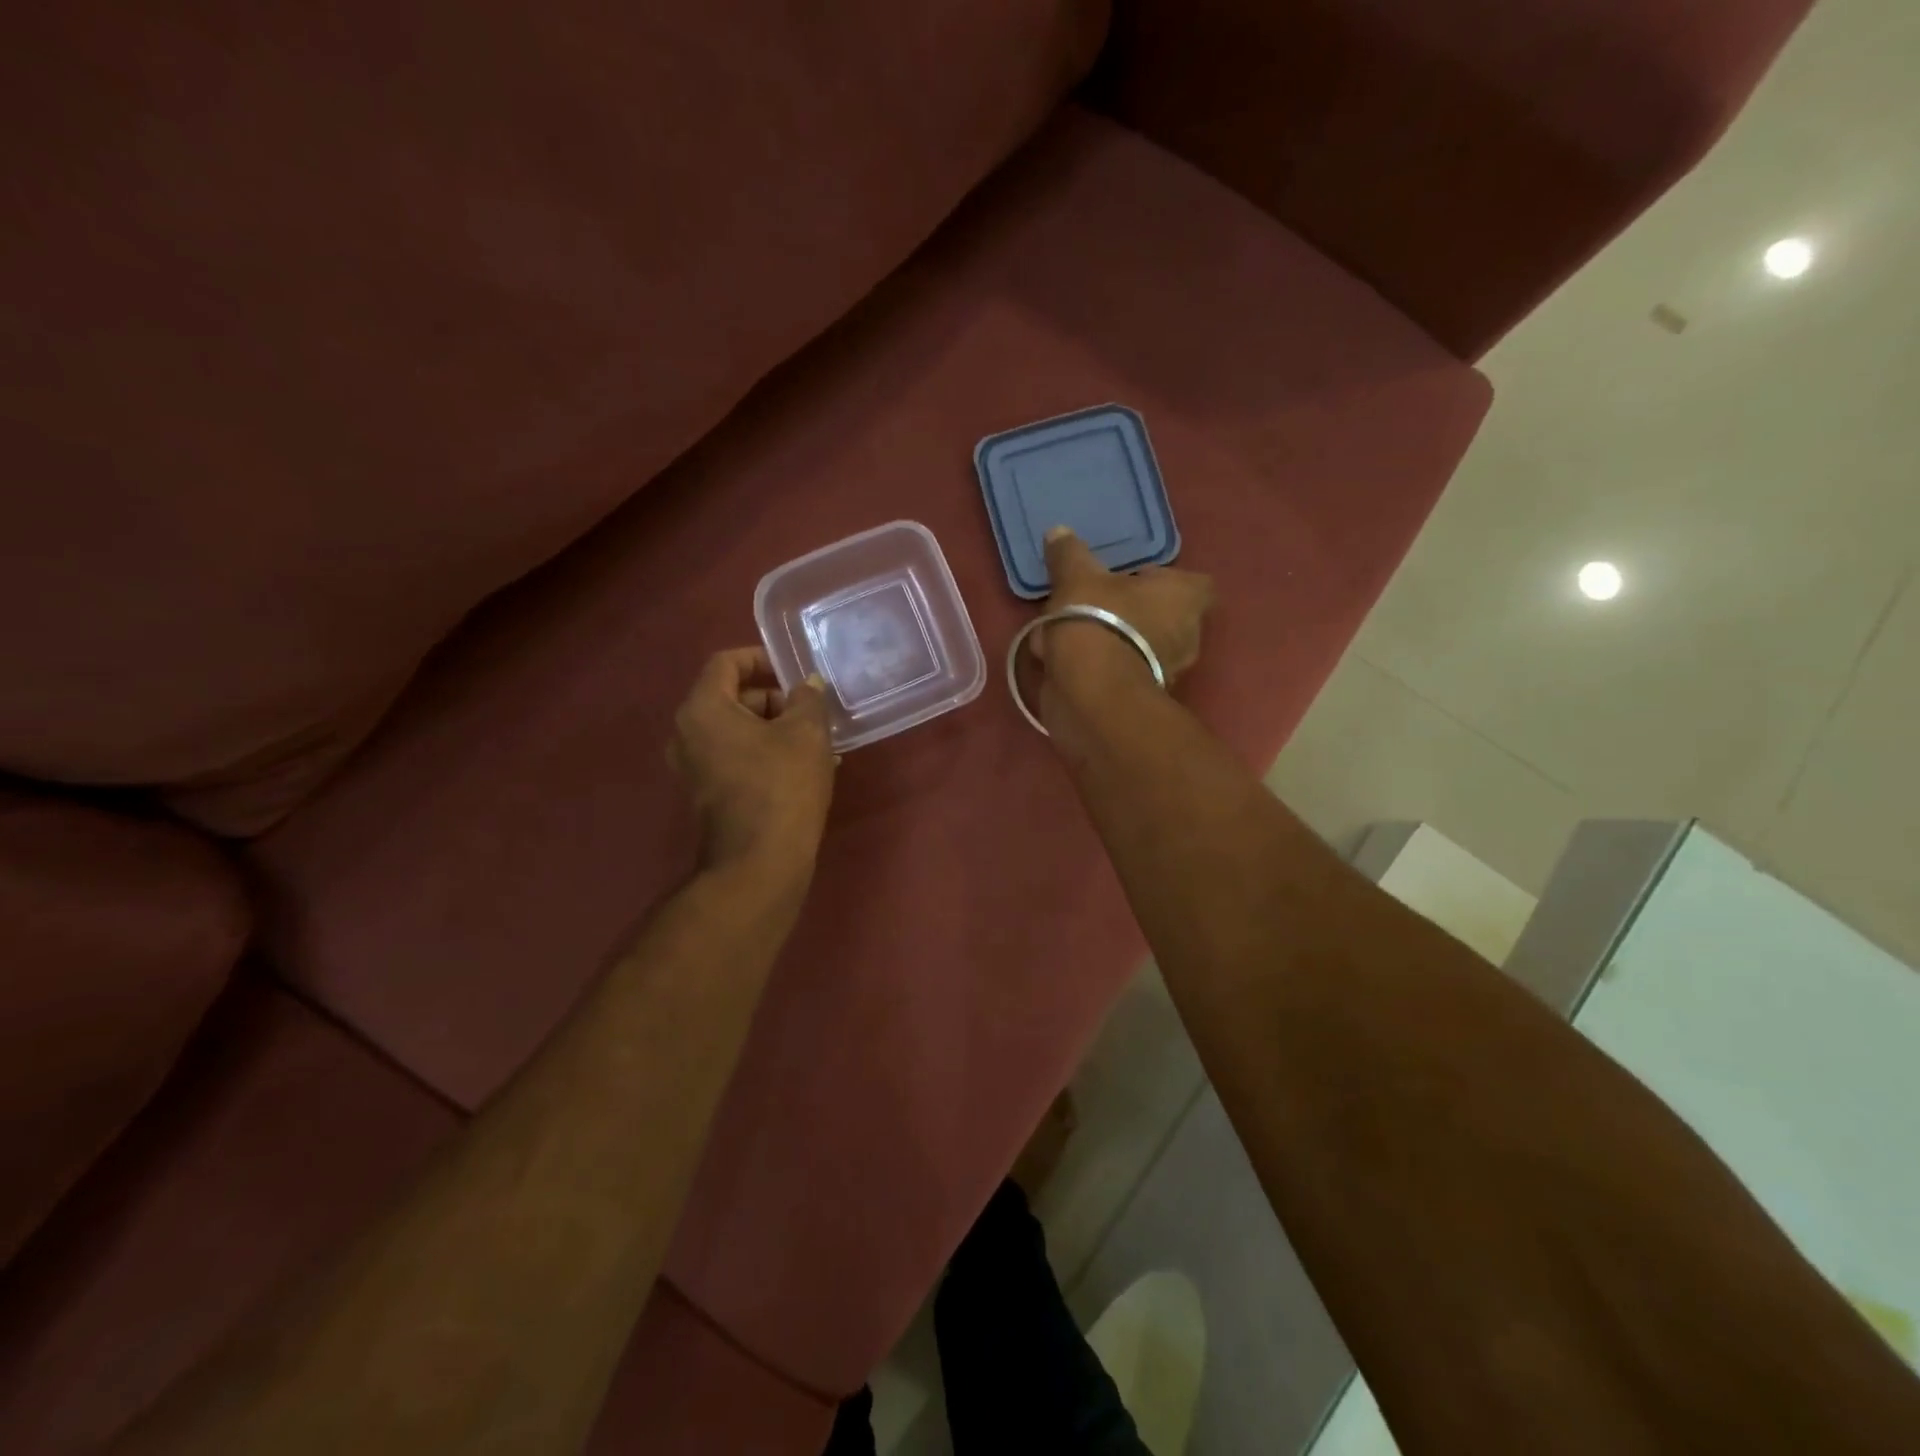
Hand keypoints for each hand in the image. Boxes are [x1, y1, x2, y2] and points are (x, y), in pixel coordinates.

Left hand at [669, 648, 835, 875]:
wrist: (759, 863)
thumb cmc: (781, 786)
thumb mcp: (806, 733)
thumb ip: (808, 699)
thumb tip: (808, 687)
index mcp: (702, 709)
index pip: (726, 663)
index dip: (761, 658)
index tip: (794, 671)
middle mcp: (687, 734)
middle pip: (733, 698)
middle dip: (776, 700)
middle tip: (813, 713)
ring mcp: (694, 767)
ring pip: (739, 731)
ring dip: (777, 730)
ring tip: (820, 744)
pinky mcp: (708, 793)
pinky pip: (737, 757)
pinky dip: (767, 754)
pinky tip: (807, 769)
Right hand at [1032, 527, 1214, 687]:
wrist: (1091, 694)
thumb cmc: (1097, 621)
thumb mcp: (1076, 577)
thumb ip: (1069, 554)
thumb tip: (1059, 532)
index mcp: (1184, 599)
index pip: (1195, 583)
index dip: (1164, 579)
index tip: (1132, 579)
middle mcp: (1185, 636)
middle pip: (1161, 616)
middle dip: (1128, 612)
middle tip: (1091, 604)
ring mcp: (1164, 673)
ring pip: (1136, 646)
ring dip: (1107, 640)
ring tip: (1062, 635)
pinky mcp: (1137, 699)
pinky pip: (1117, 673)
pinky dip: (1094, 668)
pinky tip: (1058, 663)